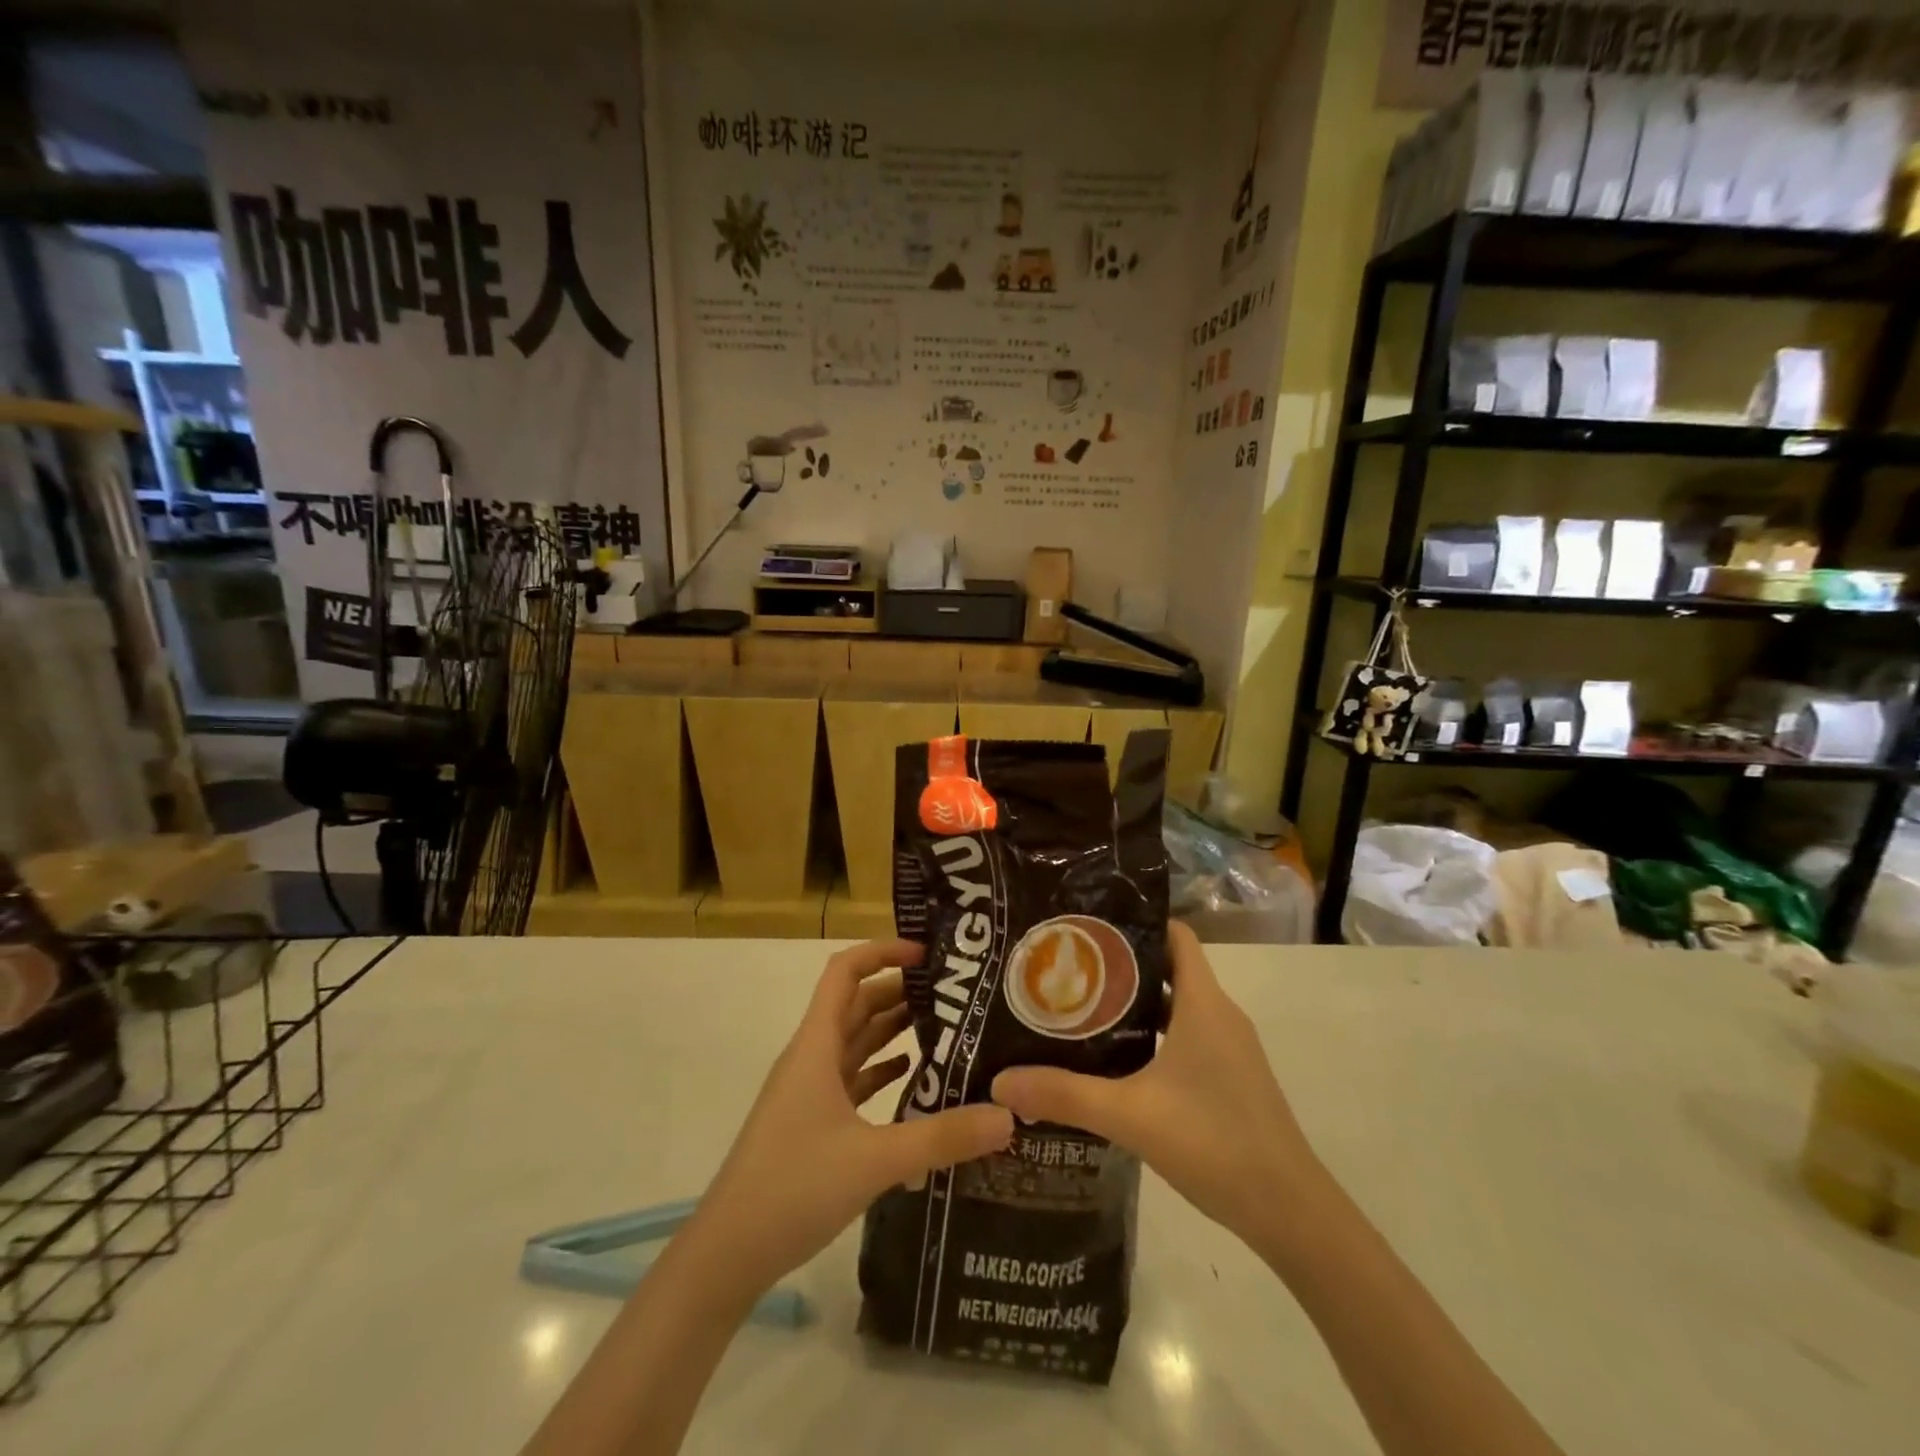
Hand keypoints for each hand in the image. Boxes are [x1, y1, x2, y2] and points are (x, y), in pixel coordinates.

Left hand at [683, 940, 1012, 1298]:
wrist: (726, 1254)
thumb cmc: (792, 1188)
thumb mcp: (875, 1160)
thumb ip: (942, 1137)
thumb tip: (1008, 1116)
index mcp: (816, 1045)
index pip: (845, 972)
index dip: (883, 952)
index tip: (928, 955)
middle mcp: (811, 1057)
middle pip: (856, 1003)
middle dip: (899, 989)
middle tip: (953, 992)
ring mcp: (808, 1091)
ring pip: (854, 1040)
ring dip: (891, 1028)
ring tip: (944, 1025)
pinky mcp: (811, 1122)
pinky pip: (851, 1078)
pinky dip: (880, 1069)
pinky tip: (913, 1077)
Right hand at [991, 922, 1318, 1244]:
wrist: (1290, 1212)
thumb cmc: (1214, 1142)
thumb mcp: (1130, 1115)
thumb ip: (1064, 1094)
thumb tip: (999, 1081)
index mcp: (1203, 1003)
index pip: (1174, 934)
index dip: (1135, 921)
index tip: (1087, 925)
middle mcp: (1219, 1014)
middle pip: (1167, 967)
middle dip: (1119, 964)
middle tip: (1066, 967)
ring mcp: (1228, 1049)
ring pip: (1174, 1006)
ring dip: (1132, 1004)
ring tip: (1079, 1009)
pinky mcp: (1229, 1078)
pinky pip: (1185, 1037)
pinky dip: (1151, 1036)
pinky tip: (1115, 1061)